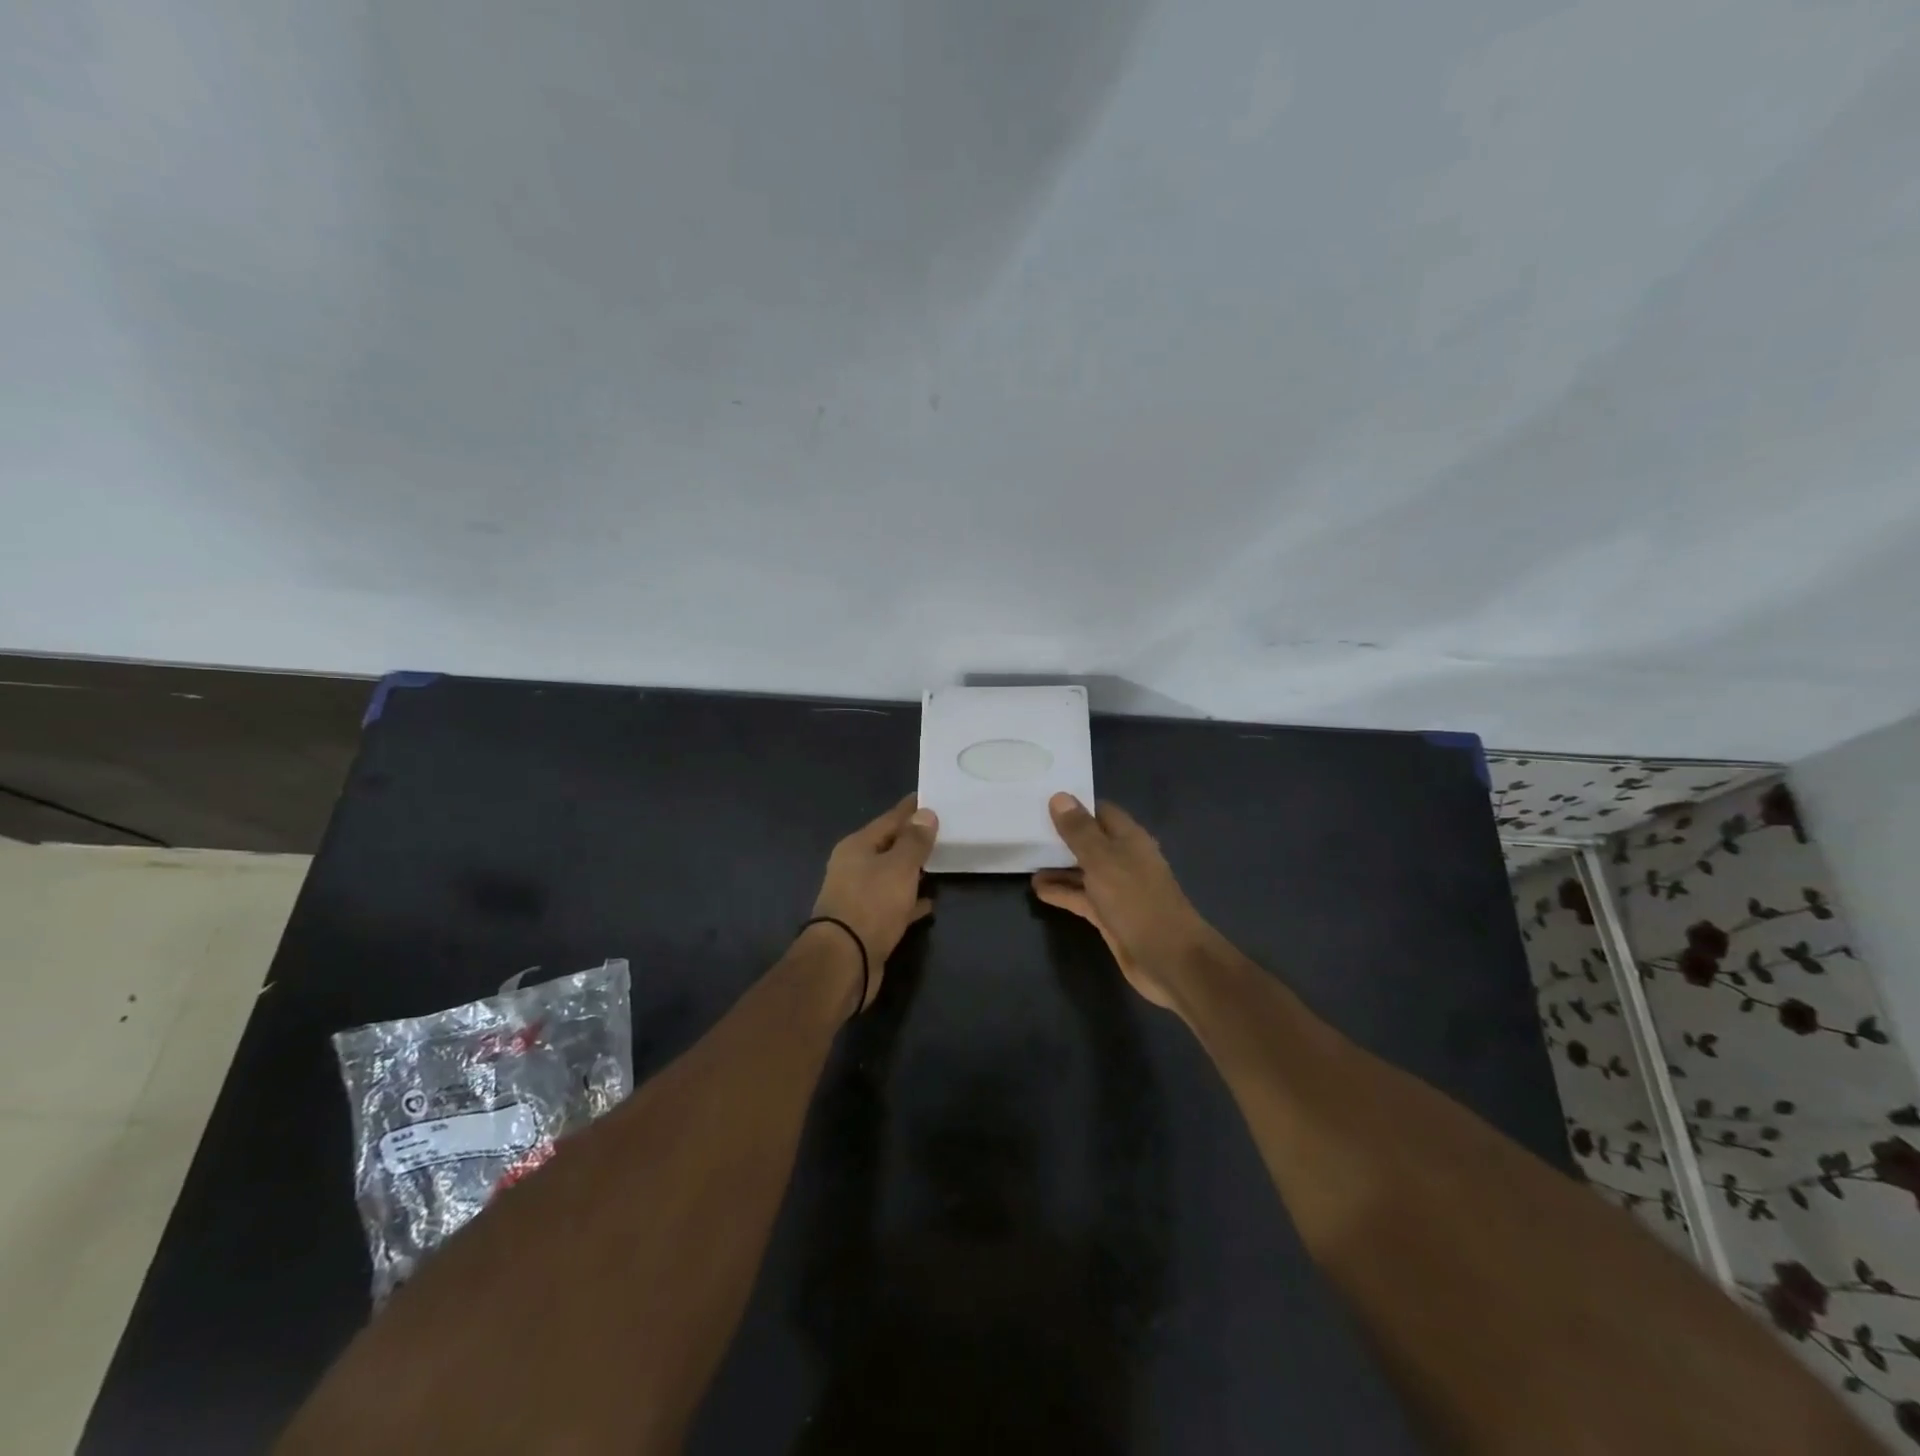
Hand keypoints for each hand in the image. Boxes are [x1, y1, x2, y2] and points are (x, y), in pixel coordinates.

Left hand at [809, 795, 938, 1010]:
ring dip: (912, 870)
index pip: (889, 819)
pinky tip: (929, 902)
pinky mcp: (866, 923)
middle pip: (888, 846)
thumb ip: (914, 841)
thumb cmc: (871, 905)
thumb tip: (925, 813)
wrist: (844, 962)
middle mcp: (853, 867)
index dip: (910, 809)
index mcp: (857, 846)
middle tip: (942, 829)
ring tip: (939, 862)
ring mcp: (858, 896)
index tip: (930, 797)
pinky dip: (910, 901)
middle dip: (912, 839)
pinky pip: (893, 904)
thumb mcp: (899, 867)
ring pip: (891, 875)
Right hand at [1031, 794, 1215, 1009]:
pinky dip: (1061, 892)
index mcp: (1129, 839)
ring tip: (1025, 859)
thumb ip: (1079, 831)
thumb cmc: (1136, 900)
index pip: (1100, 812)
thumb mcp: (1103, 860)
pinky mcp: (1109, 915)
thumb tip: (1060, 796)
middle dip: (1062, 836)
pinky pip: (1081, 897)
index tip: (1042, 800)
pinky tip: (1037, 890)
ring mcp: (1117, 889)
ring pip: (1083, 870)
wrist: (1168, 959)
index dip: (1074, 805)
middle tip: (1026, 829)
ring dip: (1058, 866)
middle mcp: (1124, 859)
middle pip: (1090, 841)